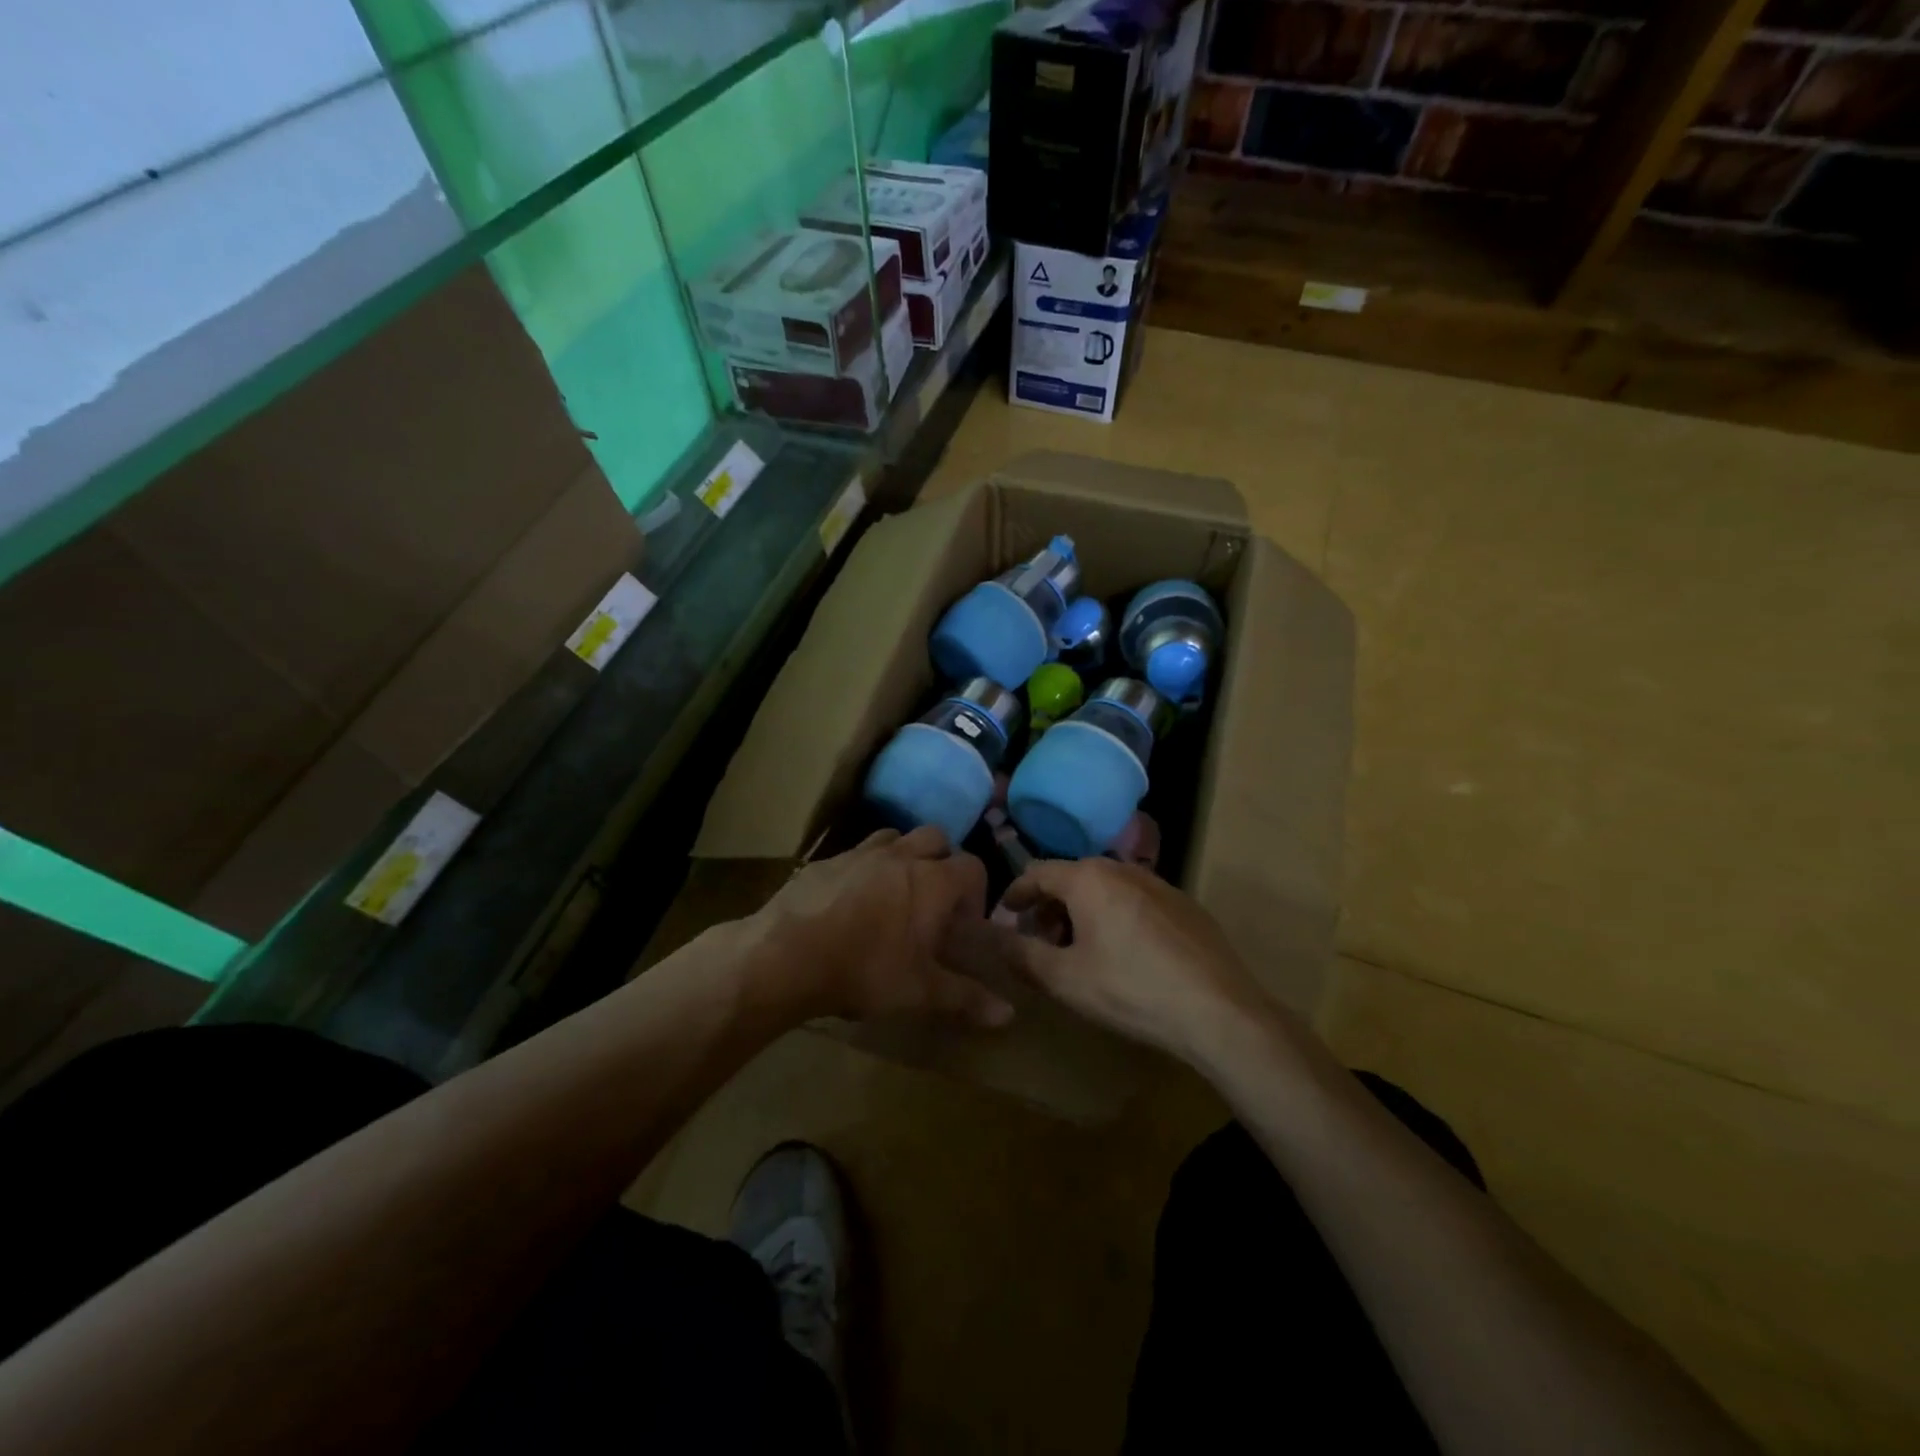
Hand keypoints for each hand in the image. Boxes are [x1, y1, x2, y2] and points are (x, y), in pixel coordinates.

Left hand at [744, 826, 1014, 1029]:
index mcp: (933, 881)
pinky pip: (856, 852)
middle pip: (936, 838)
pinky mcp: (827, 860)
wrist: (787, 954)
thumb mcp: (920, 992)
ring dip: (904, 856)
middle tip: (933, 900)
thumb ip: (967, 999)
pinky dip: (865, 867)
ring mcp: (861, 852)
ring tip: (894, 893)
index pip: (973, 866)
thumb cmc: (865, 970)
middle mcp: (902, 856)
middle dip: (943, 861)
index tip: (963, 923)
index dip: (976, 891)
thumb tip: (1010, 1016)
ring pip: (895, 837)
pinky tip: (851, 900)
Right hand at [991, 858, 1274, 1061]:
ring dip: (1083, 913)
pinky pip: (1135, 901)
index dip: (1016, 894)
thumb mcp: (1064, 979)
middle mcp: (1122, 868)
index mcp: (1088, 878)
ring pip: (1106, 889)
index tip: (1005, 917)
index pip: (1037, 872)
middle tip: (1042, 944)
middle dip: (1050, 908)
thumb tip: (993, 939)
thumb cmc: (1130, 990)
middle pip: (1072, 878)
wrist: (1218, 1010)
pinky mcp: (1185, 905)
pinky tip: (1125, 956)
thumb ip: (1020, 955)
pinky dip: (1116, 917)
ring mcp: (1159, 883)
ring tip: (1081, 953)